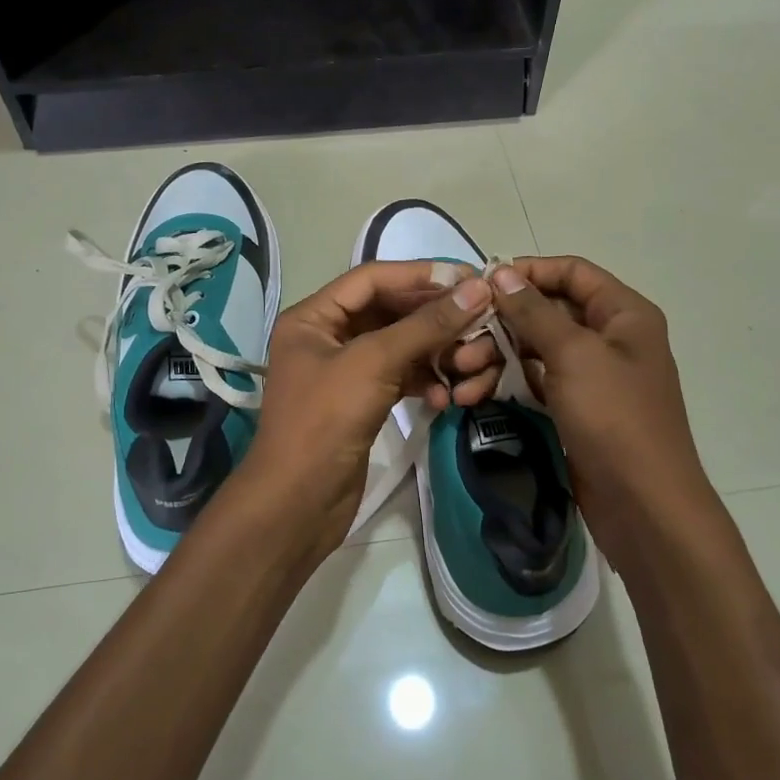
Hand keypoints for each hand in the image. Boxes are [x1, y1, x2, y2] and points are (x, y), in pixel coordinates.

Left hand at [236, 261, 499, 552]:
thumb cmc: (326, 420)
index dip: (421, 275)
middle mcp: (327, 336)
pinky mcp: (362, 402)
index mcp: (314, 316)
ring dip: (436, 352)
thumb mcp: (375, 363)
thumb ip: (426, 324)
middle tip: (481, 319)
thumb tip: (477, 287)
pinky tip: (446, 398)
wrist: (298, 504)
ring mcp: (345, 371)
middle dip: (434, 318)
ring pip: (401, 346)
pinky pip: (401, 377)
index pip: (373, 278)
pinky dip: (425, 382)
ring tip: (469, 364)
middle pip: (391, 311)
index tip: (469, 278)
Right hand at [488, 257, 712, 569]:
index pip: (572, 272)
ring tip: (459, 375)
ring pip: (535, 349)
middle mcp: (610, 337)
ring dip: (494, 357)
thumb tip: (502, 272)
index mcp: (623, 313)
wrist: (644, 505)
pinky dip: (505, 383)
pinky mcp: (575, 407)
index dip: (528, 272)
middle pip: (547, 311)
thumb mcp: (573, 355)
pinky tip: (471, 396)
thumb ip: (534, 311)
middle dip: (500, 323)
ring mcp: (592, 375)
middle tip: (460, 341)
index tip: (482, 284)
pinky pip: (535, 381)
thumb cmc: (615, 417)